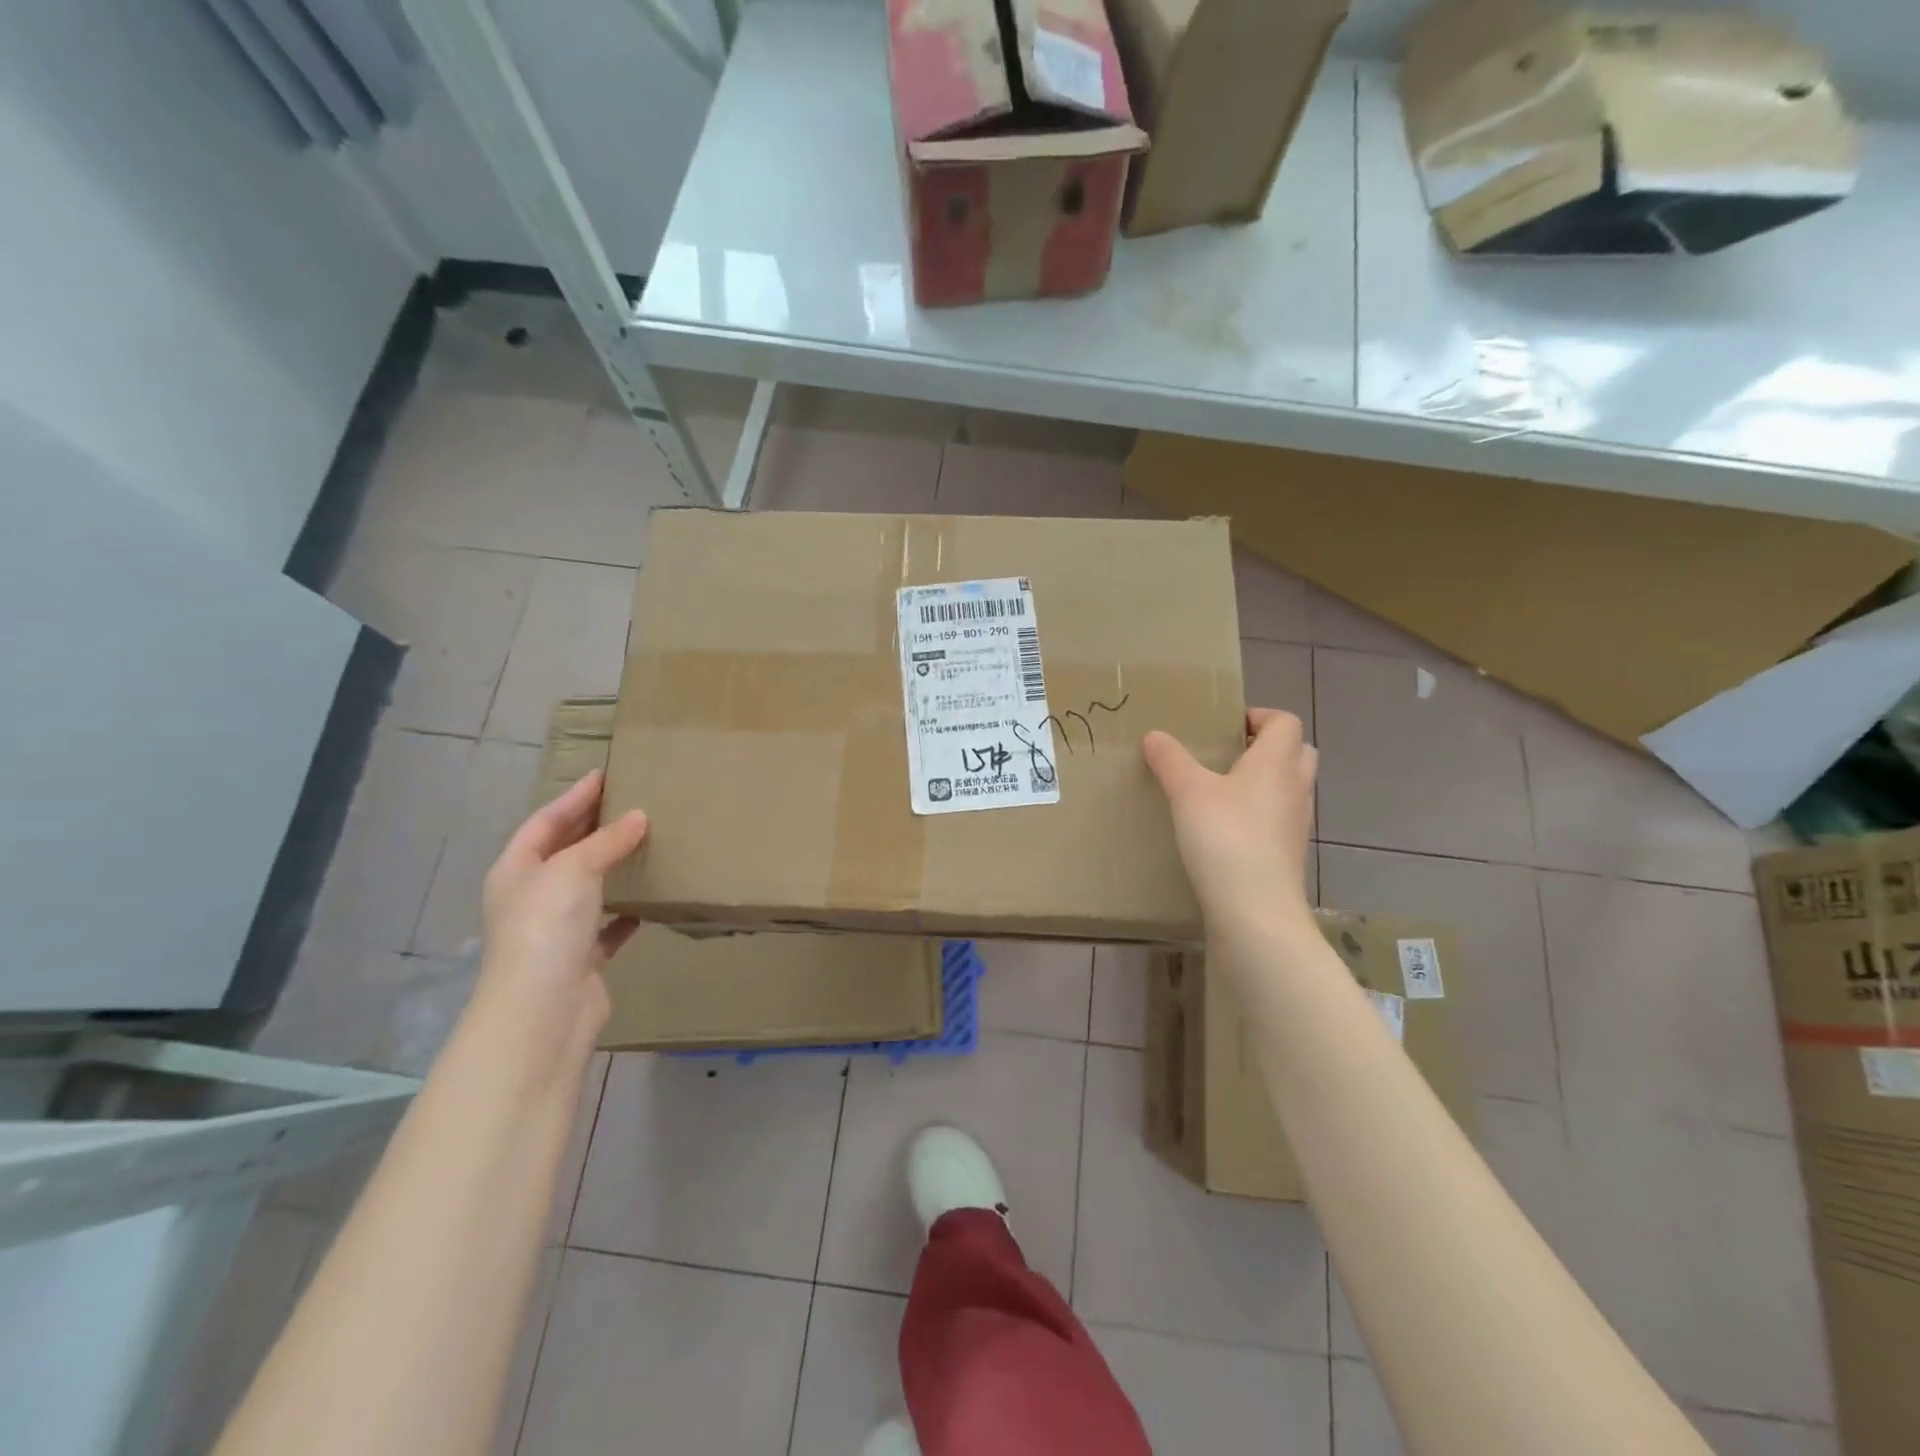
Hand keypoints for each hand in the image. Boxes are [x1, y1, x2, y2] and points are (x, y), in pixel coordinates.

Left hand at [476, 769, 647, 1035]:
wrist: (544, 1009)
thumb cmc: (548, 927)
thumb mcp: (574, 870)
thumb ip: (606, 842)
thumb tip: (638, 817)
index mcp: (515, 870)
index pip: (545, 822)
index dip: (574, 797)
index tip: (605, 774)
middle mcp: (530, 897)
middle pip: (563, 852)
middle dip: (592, 828)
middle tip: (629, 802)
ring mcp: (555, 930)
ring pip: (586, 888)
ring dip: (611, 868)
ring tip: (644, 844)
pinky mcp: (581, 958)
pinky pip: (607, 927)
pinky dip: (625, 913)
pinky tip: (648, 903)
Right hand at [1144, 709, 1316, 933]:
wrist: (1254, 909)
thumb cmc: (1225, 836)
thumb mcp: (1187, 792)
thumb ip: (1171, 760)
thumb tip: (1155, 736)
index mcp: (1277, 762)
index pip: (1285, 722)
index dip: (1259, 717)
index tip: (1226, 726)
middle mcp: (1295, 787)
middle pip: (1297, 753)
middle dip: (1268, 748)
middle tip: (1229, 755)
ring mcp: (1297, 824)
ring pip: (1291, 788)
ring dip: (1267, 783)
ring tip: (1225, 792)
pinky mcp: (1290, 855)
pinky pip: (1281, 821)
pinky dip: (1262, 816)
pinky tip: (1229, 830)